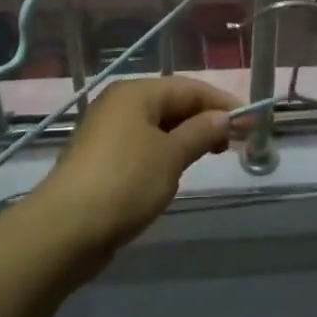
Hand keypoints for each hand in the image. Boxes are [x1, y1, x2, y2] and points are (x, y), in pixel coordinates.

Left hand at [36, 76, 235, 252]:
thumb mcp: (171, 156)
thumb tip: (225, 118)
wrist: (66, 228)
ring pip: (157, 126)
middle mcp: (119, 104)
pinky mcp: (102, 158)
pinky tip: (178, 169)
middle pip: (172, 103)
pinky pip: (143, 144)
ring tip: (212, 155)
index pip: (188, 87)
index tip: (251, 121)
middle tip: (234, 142)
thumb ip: (201, 132)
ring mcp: (107, 131)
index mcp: (135, 93)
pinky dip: (166, 151)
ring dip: (186, 137)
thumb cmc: (125, 182)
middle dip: (205, 119)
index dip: (221, 102)